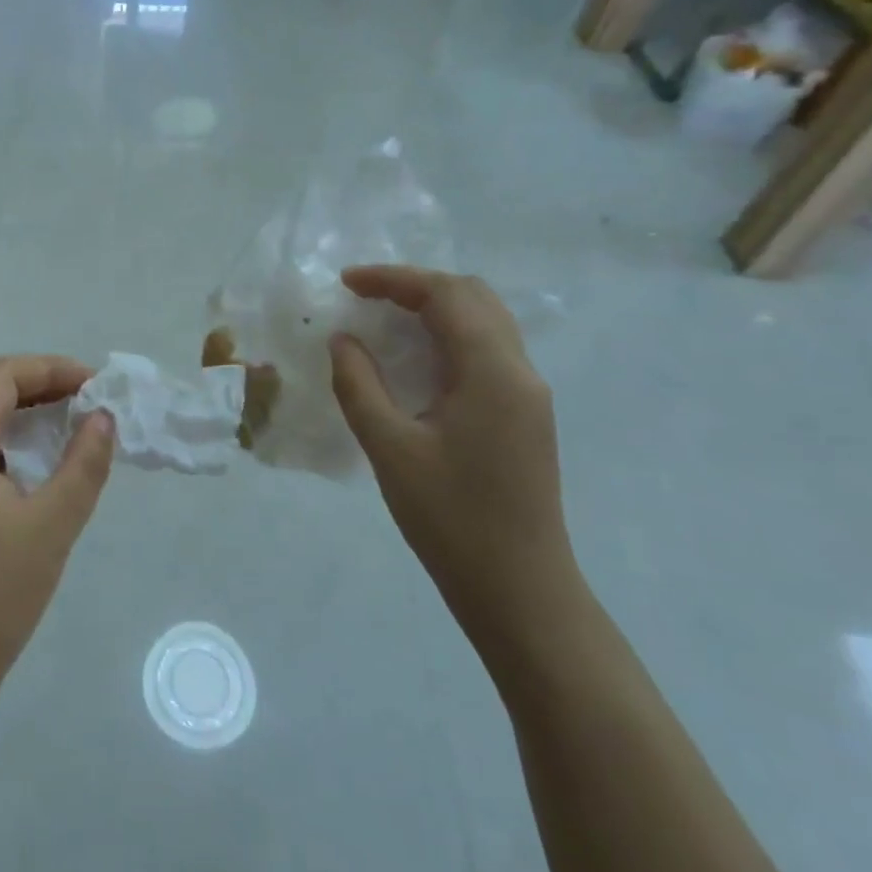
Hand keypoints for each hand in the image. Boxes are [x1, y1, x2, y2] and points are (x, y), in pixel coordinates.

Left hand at [0, 356, 113, 727]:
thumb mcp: (51, 528)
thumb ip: (83, 465)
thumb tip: (104, 417)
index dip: (50, 368)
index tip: (95, 382)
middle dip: (34, 379)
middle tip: (82, 392)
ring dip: (18, 405)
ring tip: (67, 416)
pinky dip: (5, 435)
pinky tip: (36, 457)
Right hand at [330, 267, 575, 642]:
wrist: (520, 592)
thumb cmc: (451, 520)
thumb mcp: (389, 449)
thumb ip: (359, 384)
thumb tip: (343, 340)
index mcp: (493, 372)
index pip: (447, 295)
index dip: (393, 279)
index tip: (346, 283)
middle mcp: (520, 372)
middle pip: (473, 297)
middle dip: (416, 286)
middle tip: (365, 297)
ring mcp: (528, 394)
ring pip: (485, 321)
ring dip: (434, 308)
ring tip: (383, 319)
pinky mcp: (525, 415)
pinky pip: (487, 350)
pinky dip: (448, 335)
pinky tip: (414, 358)